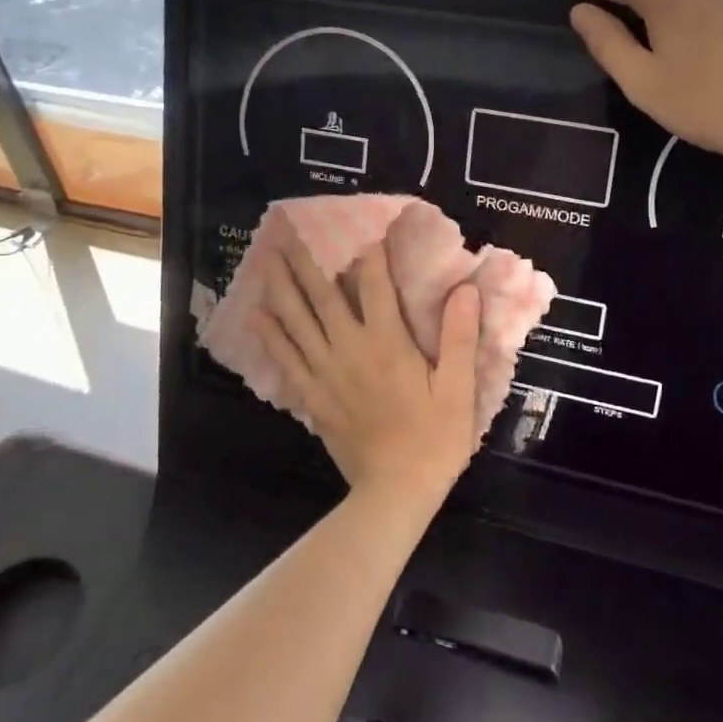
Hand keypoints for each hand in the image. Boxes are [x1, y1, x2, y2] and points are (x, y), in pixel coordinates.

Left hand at [256, 233, 481, 506]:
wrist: (395, 492)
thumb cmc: (434, 439)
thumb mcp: (458, 389)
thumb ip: (458, 337)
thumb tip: (464, 289)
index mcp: (387, 343)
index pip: (375, 286)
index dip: (371, 254)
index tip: (367, 228)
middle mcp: (349, 349)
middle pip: (323, 296)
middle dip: (308, 261)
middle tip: (290, 232)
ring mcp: (325, 373)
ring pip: (297, 321)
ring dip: (281, 288)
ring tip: (268, 260)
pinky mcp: (312, 396)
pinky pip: (286, 358)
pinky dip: (270, 334)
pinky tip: (257, 314)